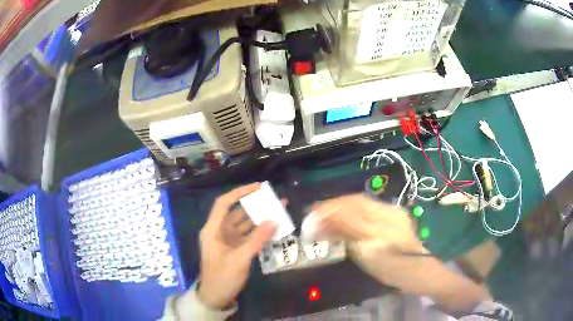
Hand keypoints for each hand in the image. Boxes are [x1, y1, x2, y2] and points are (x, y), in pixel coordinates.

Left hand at [197, 183, 276, 308]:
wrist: (215, 298)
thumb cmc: (222, 278)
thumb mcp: (239, 259)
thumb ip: (257, 240)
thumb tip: (274, 220)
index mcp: (212, 230)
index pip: (224, 204)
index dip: (239, 193)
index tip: (258, 187)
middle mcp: (219, 232)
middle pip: (236, 212)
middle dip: (255, 205)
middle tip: (273, 199)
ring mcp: (227, 241)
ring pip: (244, 224)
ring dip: (259, 218)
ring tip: (278, 211)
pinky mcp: (234, 249)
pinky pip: (248, 236)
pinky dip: (259, 232)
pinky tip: (273, 229)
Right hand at [310, 194, 424, 287]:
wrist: (414, 272)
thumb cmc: (390, 262)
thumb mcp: (366, 247)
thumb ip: (343, 229)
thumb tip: (317, 220)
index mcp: (382, 213)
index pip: (351, 202)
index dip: (330, 206)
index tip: (311, 212)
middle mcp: (386, 210)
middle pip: (355, 202)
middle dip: (333, 207)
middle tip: (314, 214)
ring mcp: (389, 217)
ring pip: (360, 209)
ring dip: (340, 211)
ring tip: (324, 218)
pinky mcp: (390, 225)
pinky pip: (365, 216)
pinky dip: (349, 217)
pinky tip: (342, 223)